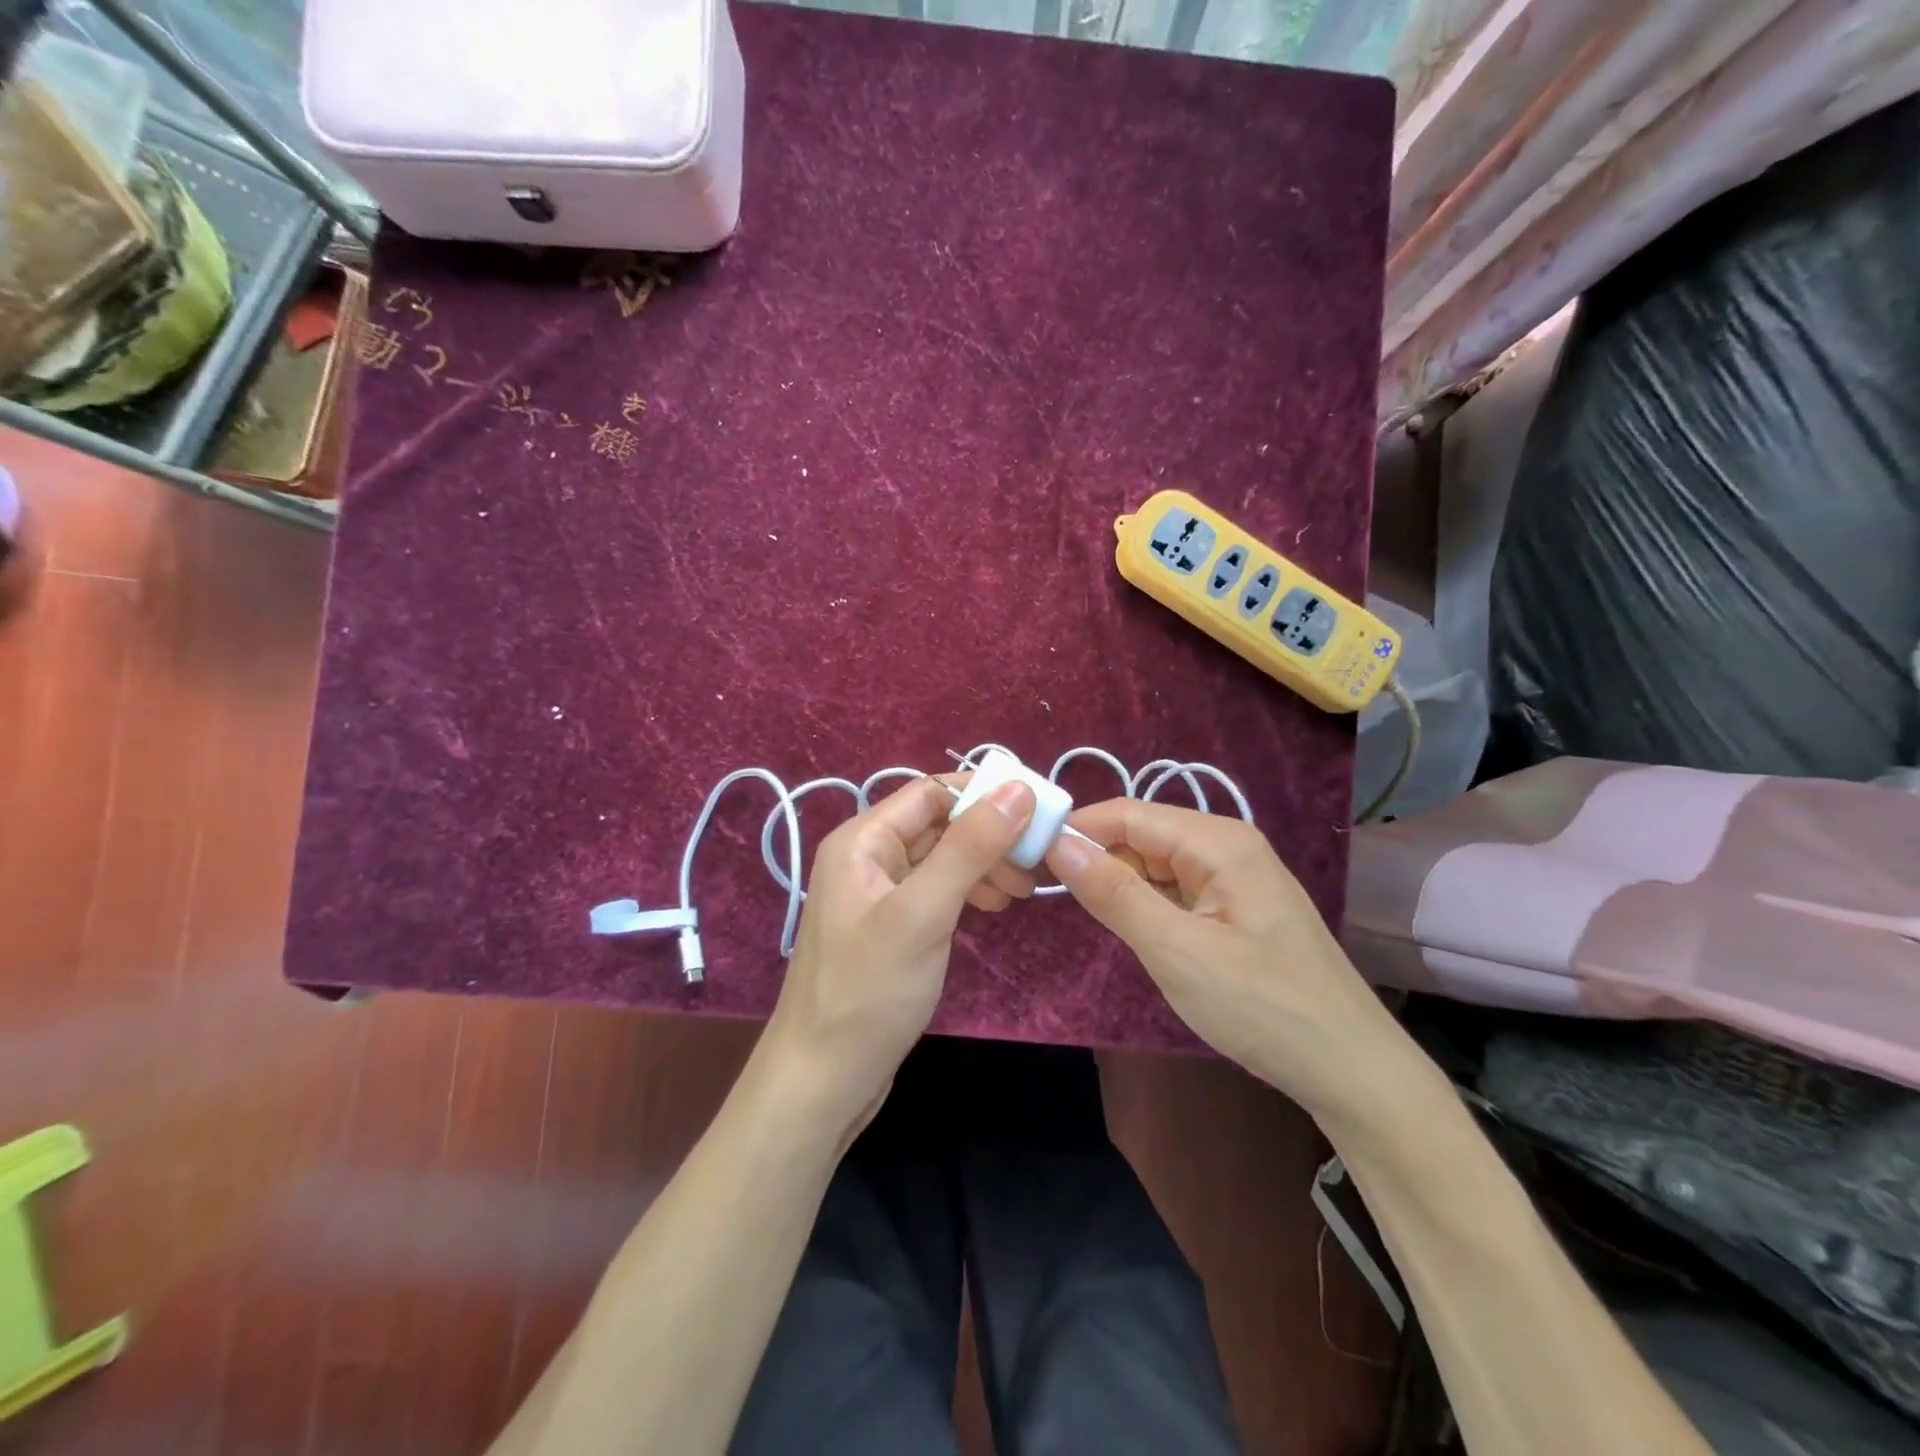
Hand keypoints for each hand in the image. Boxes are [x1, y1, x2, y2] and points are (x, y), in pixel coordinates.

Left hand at [764, 775, 1037, 1129]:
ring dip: (983, 865)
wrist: (823, 1081)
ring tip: (1021, 892)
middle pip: (938, 824)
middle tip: (1035, 865)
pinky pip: (935, 890)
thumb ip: (970, 847)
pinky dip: (967, 892)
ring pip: (941, 858)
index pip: (932, 793)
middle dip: (989, 836)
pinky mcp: (890, 926)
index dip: (984, 796)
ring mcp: (877, 894)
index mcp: (862, 840)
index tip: (1038, 815)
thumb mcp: (923, 912)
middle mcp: (866, 857)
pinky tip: (992, 908)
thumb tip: (1019, 788)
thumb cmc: (869, 991)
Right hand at [1045, 799, 1407, 1123]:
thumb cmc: (1263, 1007)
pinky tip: (1131, 928)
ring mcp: (1234, 877)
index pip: (1127, 813)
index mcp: (1218, 841)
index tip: (1026, 855)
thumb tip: (1057, 843)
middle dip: (1095, 857)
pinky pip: (1175, 889)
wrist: (1352, 1071)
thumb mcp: (1177, 951)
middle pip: (1141, 834)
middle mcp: (1227, 845)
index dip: (1075, 829)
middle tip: (1043, 891)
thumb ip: (1114, 893)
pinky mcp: (1235, 907)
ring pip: (1156, 863)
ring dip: (1119, 882)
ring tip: (1080, 911)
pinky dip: (1146, 903)